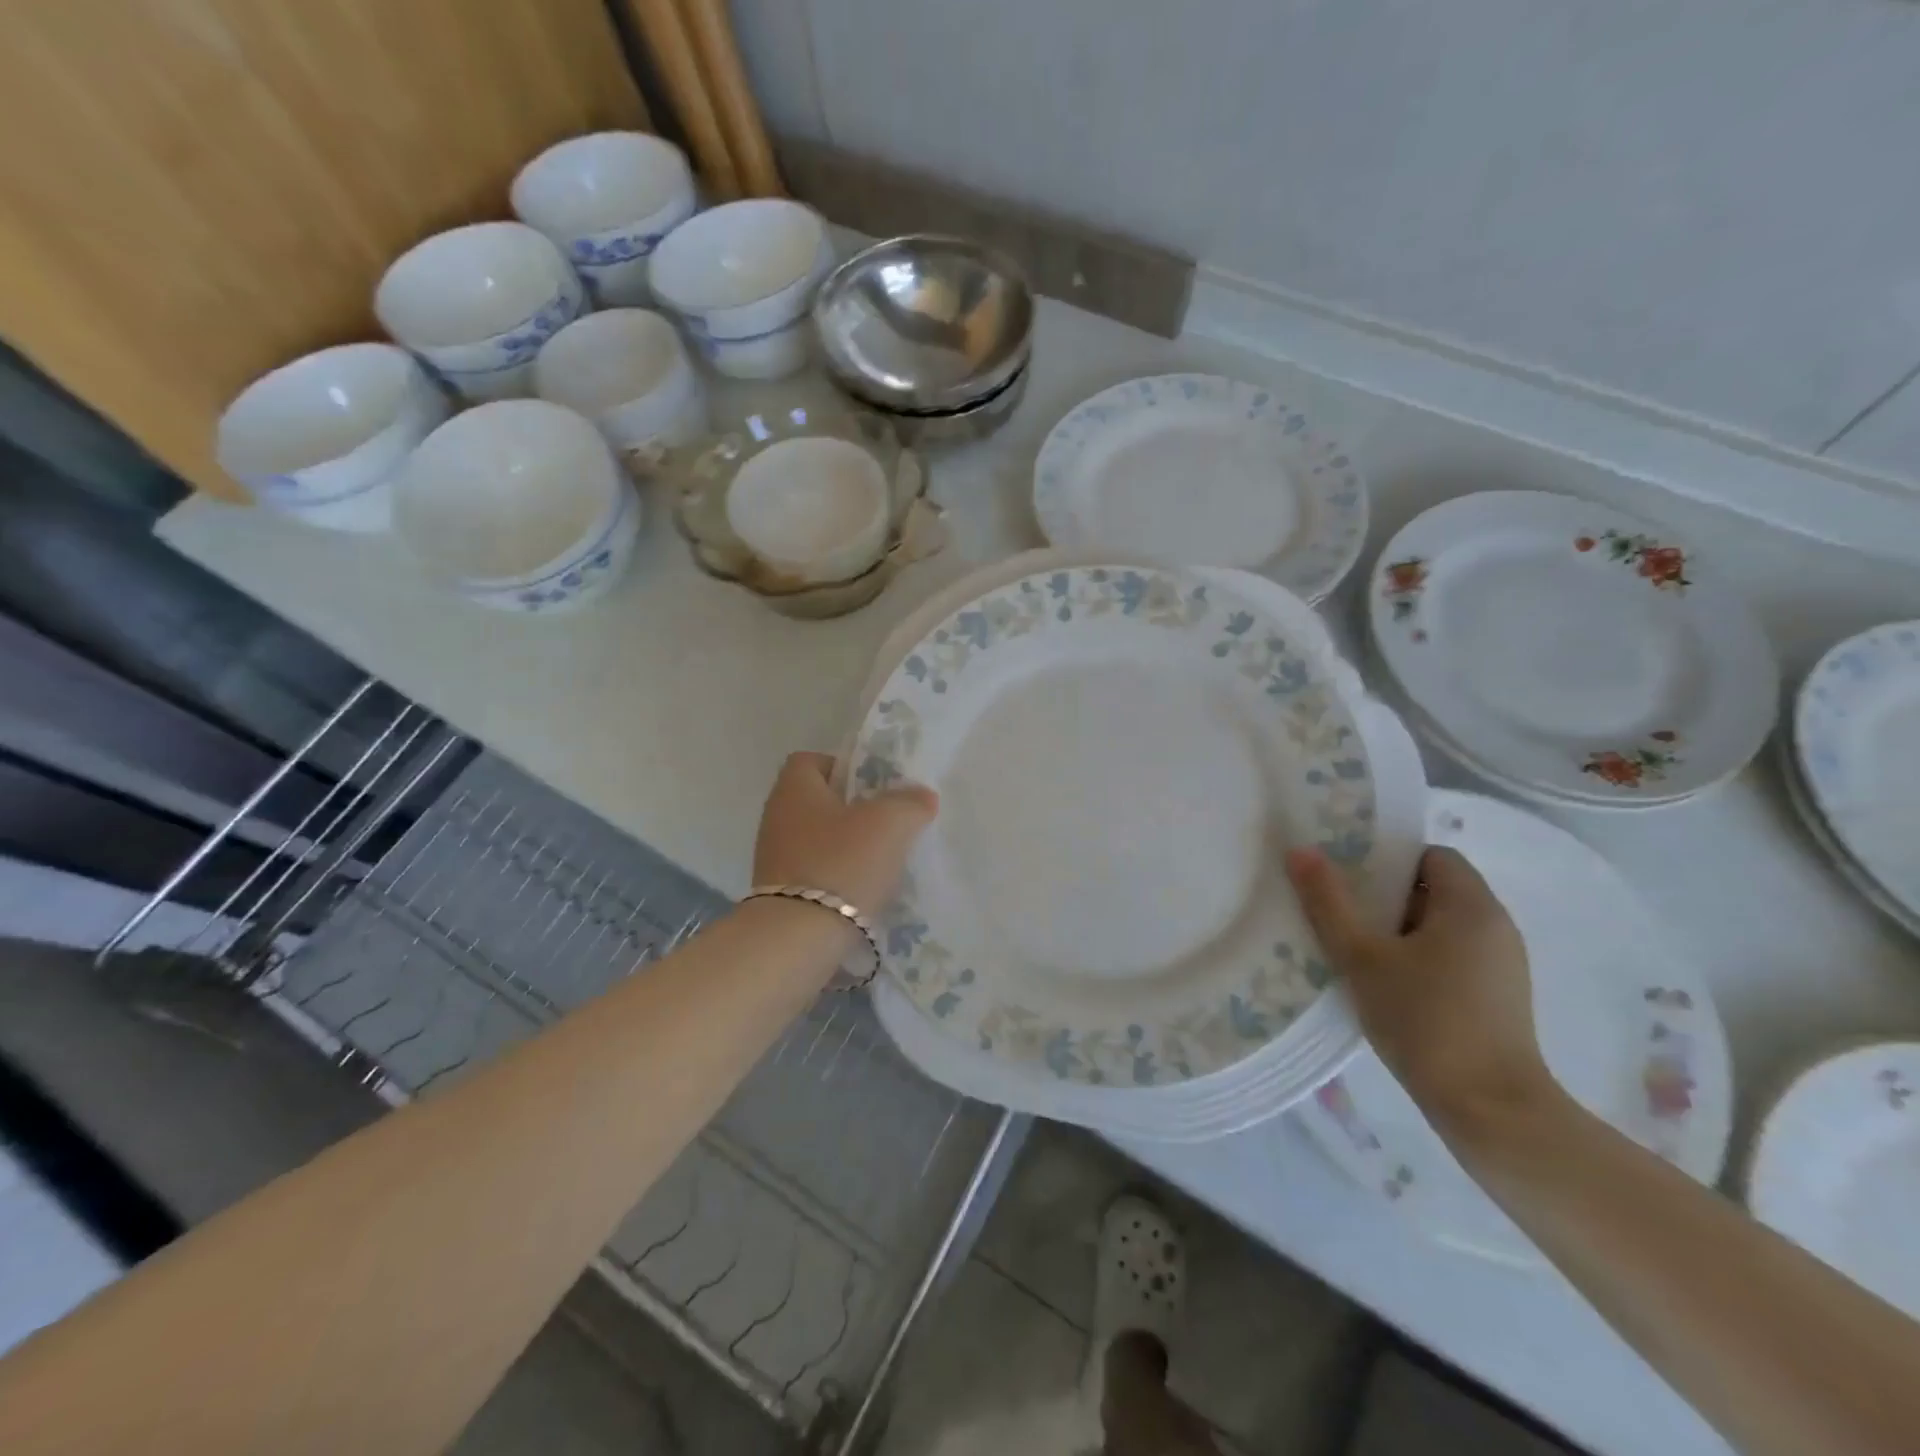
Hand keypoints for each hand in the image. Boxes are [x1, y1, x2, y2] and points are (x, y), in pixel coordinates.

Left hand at [752, 752, 937, 914]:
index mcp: (794, 789)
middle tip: (888, 822)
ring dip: (848, 846)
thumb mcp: (890, 822)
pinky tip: (864, 891)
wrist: (798, 938)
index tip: (875, 787)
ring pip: (819, 839)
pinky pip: (815, 872)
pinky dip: (838, 877)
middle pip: (819, 801)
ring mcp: (774, 858)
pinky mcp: (780, 894)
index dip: (845, 767)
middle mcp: (777, 818)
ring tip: (882, 861)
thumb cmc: (842, 863)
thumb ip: (910, 802)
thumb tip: (920, 796)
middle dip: (853, 810)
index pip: (812, 760)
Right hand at [1286, 845, 1552, 1134]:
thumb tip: (1300, 852)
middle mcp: (1496, 926)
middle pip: (1435, 889)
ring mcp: (1502, 965)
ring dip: (1399, 930)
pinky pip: (1452, 956)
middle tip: (1339, 910)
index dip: (1389, 858)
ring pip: (1441, 926)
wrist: (1491, 1111)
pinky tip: (1385, 984)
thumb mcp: (1362, 957)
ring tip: (1355, 949)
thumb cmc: (1425, 1020)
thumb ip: (1329, 903)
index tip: (1349, 876)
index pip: (1432, 855)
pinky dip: (1418, 958)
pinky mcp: (1498, 998)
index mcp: (1471, 906)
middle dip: (1385, 896)